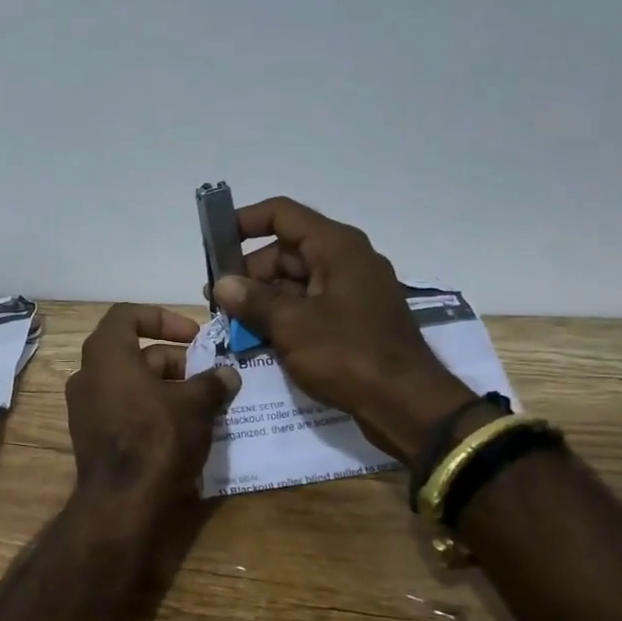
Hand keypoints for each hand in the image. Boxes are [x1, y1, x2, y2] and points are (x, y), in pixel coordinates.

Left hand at [65, 304, 239, 501]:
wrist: (123, 503)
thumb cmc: (157, 438)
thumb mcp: (195, 405)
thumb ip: (212, 382)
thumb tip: (228, 374)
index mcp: (106, 354)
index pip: (128, 315)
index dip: (163, 318)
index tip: (193, 335)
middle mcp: (87, 375)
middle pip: (133, 352)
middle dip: (173, 360)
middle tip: (206, 377)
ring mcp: (84, 408)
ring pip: (130, 383)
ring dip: (165, 387)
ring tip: (202, 404)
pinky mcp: (90, 436)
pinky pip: (123, 409)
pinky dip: (150, 409)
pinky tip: (182, 429)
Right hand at [211, 197, 471, 458]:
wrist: (408, 405)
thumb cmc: (348, 355)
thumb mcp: (291, 326)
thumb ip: (253, 300)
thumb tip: (222, 284)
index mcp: (336, 247)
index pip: (282, 214)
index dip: (244, 222)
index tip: (213, 243)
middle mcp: (346, 260)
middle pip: (286, 250)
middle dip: (249, 272)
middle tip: (217, 300)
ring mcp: (352, 291)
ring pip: (295, 281)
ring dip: (263, 299)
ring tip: (232, 324)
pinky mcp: (354, 320)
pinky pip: (310, 306)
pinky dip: (284, 317)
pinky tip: (258, 339)